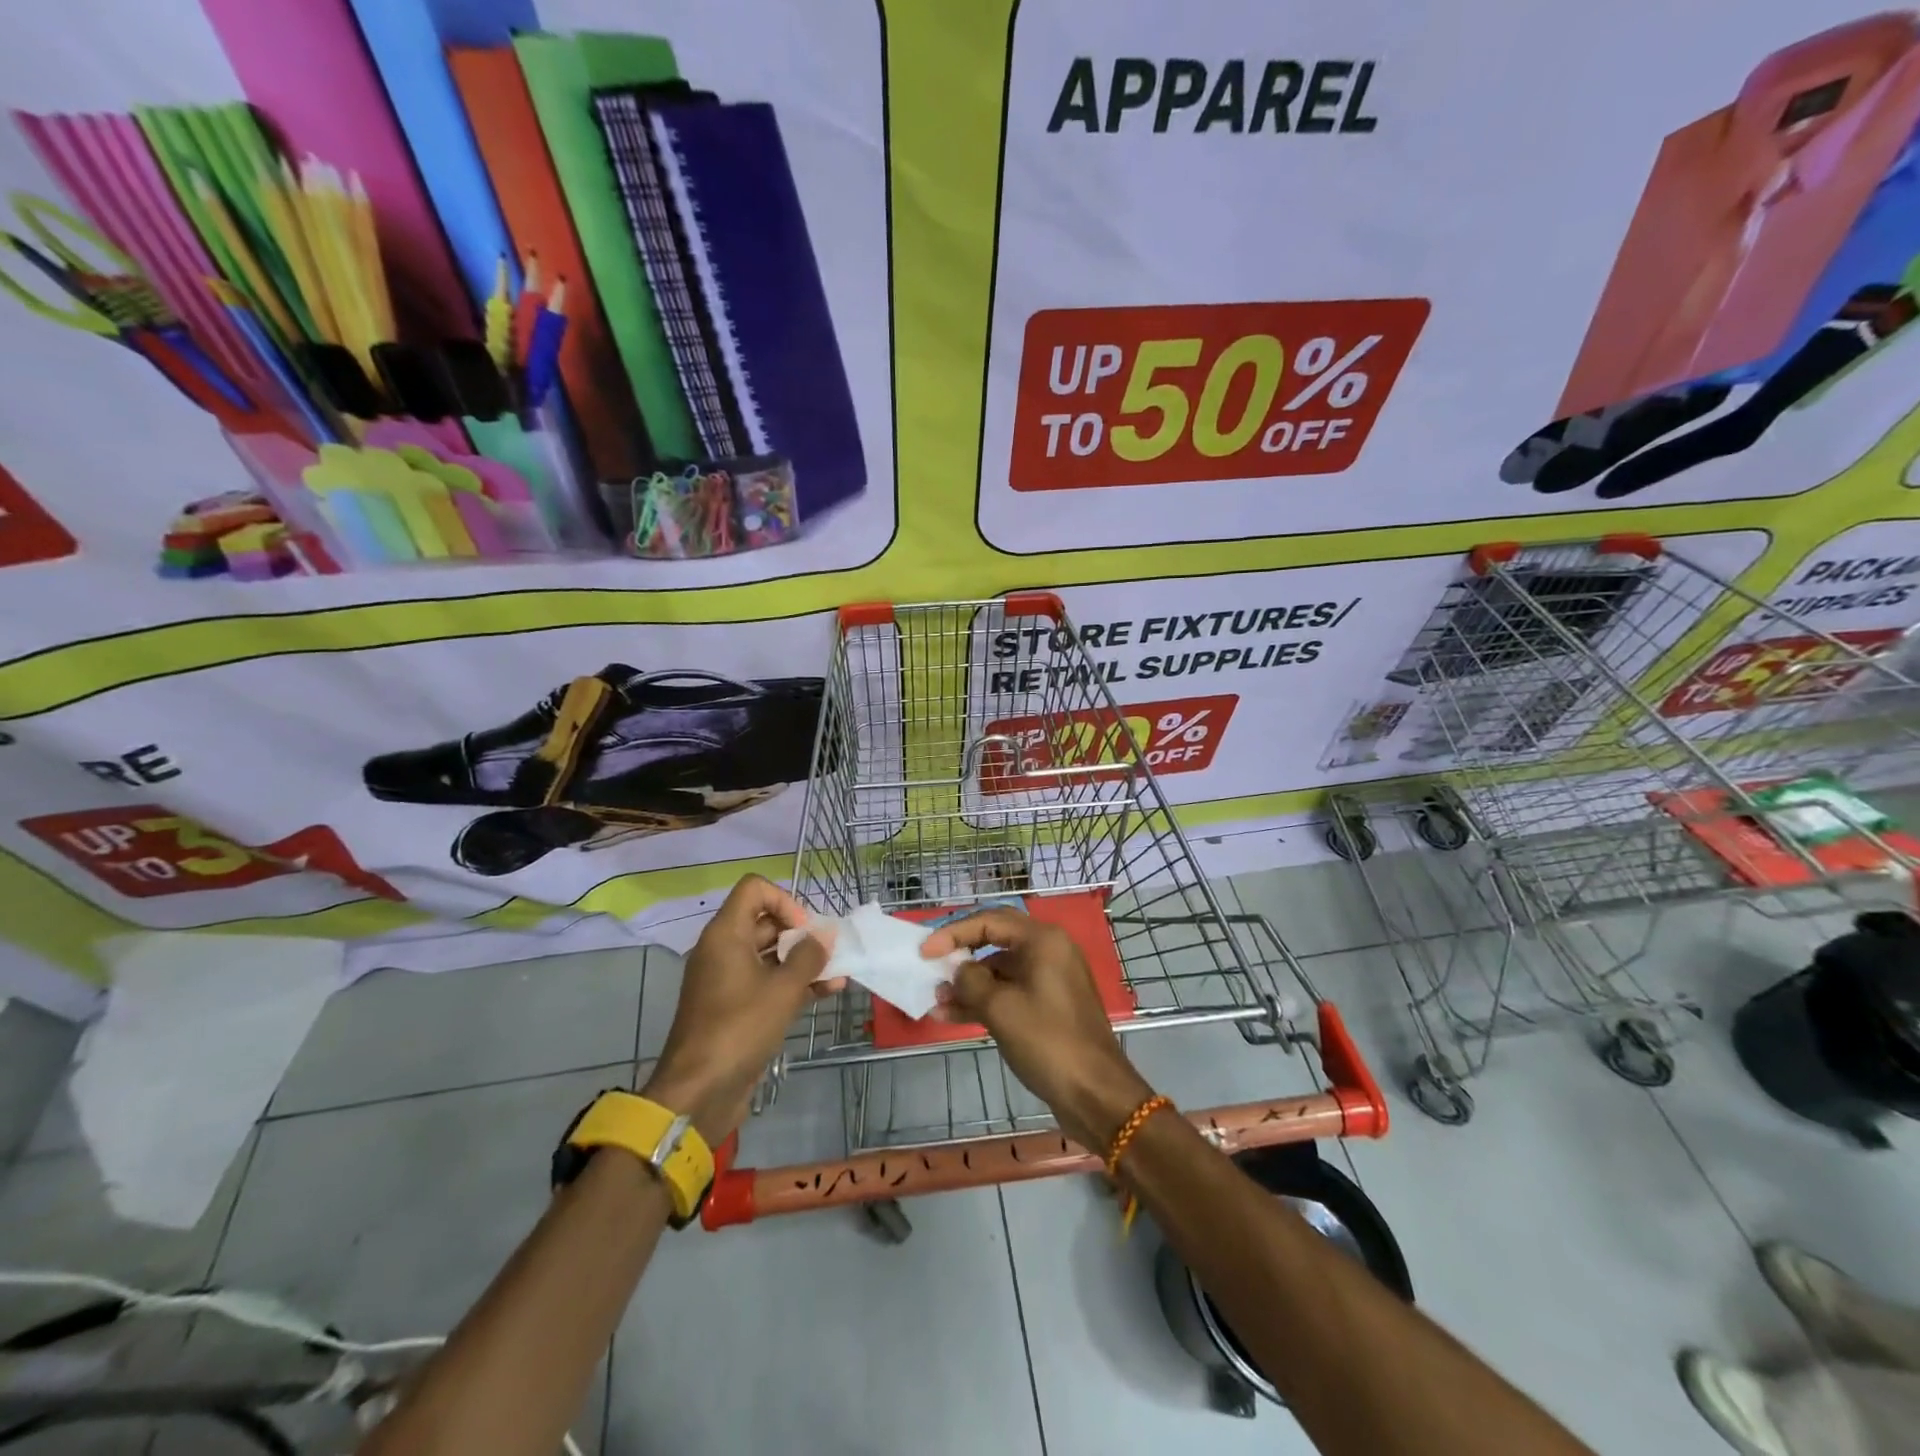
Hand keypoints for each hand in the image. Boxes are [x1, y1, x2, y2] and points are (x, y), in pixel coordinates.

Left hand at [641, 875, 832, 1144]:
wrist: (699, 1092)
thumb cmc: (740, 1028)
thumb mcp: (783, 989)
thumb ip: (809, 956)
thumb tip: (826, 935)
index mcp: (725, 934)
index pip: (754, 889)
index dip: (785, 900)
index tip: (804, 929)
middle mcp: (723, 950)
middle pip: (765, 921)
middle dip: (801, 933)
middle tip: (828, 951)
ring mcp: (727, 980)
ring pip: (770, 955)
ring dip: (803, 960)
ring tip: (838, 971)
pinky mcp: (735, 1008)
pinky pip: (767, 982)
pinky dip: (794, 983)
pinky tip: (829, 991)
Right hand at [922, 908, 1153, 1152]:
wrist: (1095, 1093)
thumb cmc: (1048, 1041)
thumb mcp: (1000, 1009)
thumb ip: (970, 982)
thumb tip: (958, 971)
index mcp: (1042, 940)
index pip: (989, 921)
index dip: (953, 933)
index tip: (924, 951)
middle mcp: (1049, 951)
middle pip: (995, 940)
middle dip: (961, 953)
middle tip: (931, 965)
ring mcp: (1050, 979)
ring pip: (1000, 970)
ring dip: (969, 983)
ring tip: (936, 1000)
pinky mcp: (1048, 1006)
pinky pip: (1010, 992)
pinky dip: (984, 1001)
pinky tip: (952, 1015)